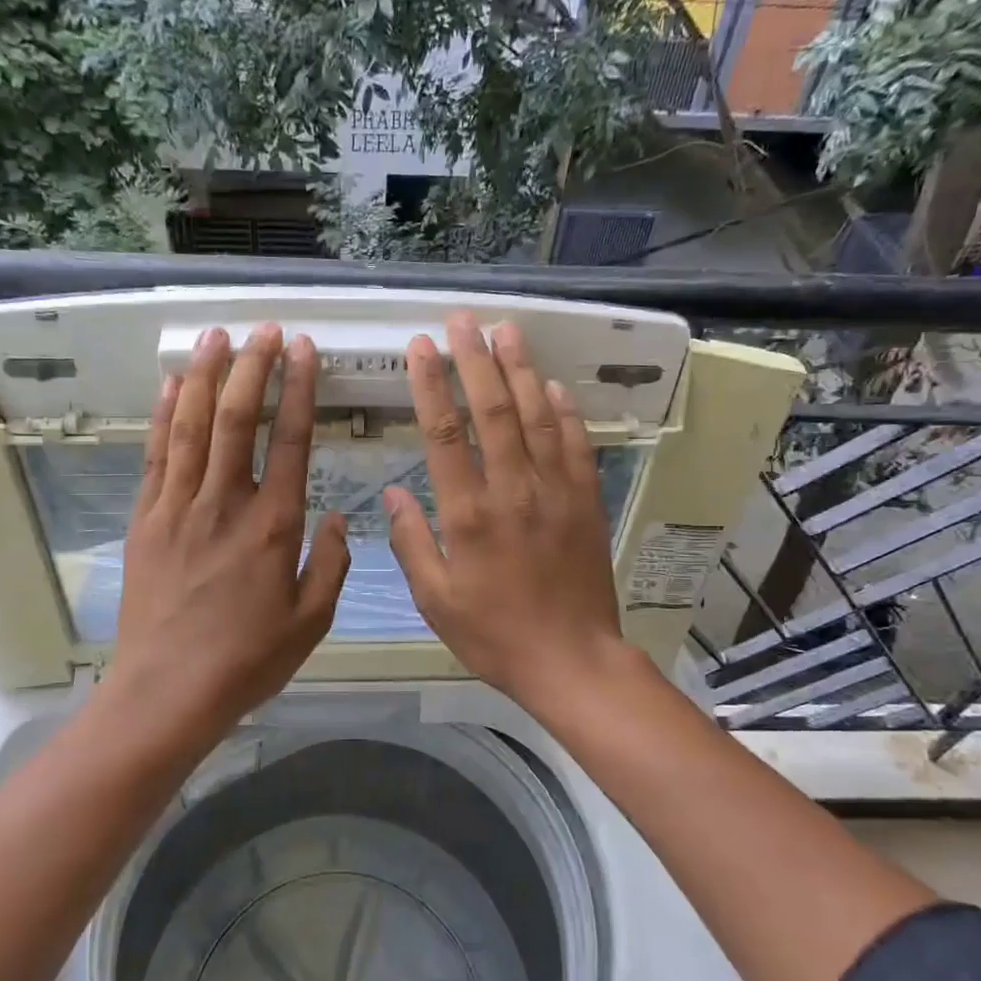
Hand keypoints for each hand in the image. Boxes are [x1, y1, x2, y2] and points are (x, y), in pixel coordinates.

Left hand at [110, 323, 349, 732]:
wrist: (167, 691)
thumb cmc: (247, 660)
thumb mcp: (312, 620)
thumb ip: (331, 563)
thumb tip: (336, 517)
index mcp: (273, 525)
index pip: (291, 440)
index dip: (300, 389)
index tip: (305, 350)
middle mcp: (224, 503)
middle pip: (236, 418)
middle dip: (252, 366)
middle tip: (264, 329)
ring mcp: (178, 507)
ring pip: (191, 425)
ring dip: (204, 375)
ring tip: (216, 336)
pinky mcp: (145, 519)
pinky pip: (155, 454)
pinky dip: (163, 414)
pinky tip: (170, 385)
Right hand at [384, 313, 634, 714]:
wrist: (571, 660)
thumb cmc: (494, 634)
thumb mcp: (435, 601)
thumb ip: (411, 543)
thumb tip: (395, 494)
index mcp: (468, 515)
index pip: (445, 434)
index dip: (431, 385)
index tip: (420, 347)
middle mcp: (513, 491)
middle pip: (492, 411)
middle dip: (474, 360)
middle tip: (462, 320)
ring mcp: (555, 492)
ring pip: (535, 417)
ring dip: (519, 370)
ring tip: (506, 331)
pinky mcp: (585, 502)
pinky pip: (575, 445)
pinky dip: (563, 412)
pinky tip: (551, 386)